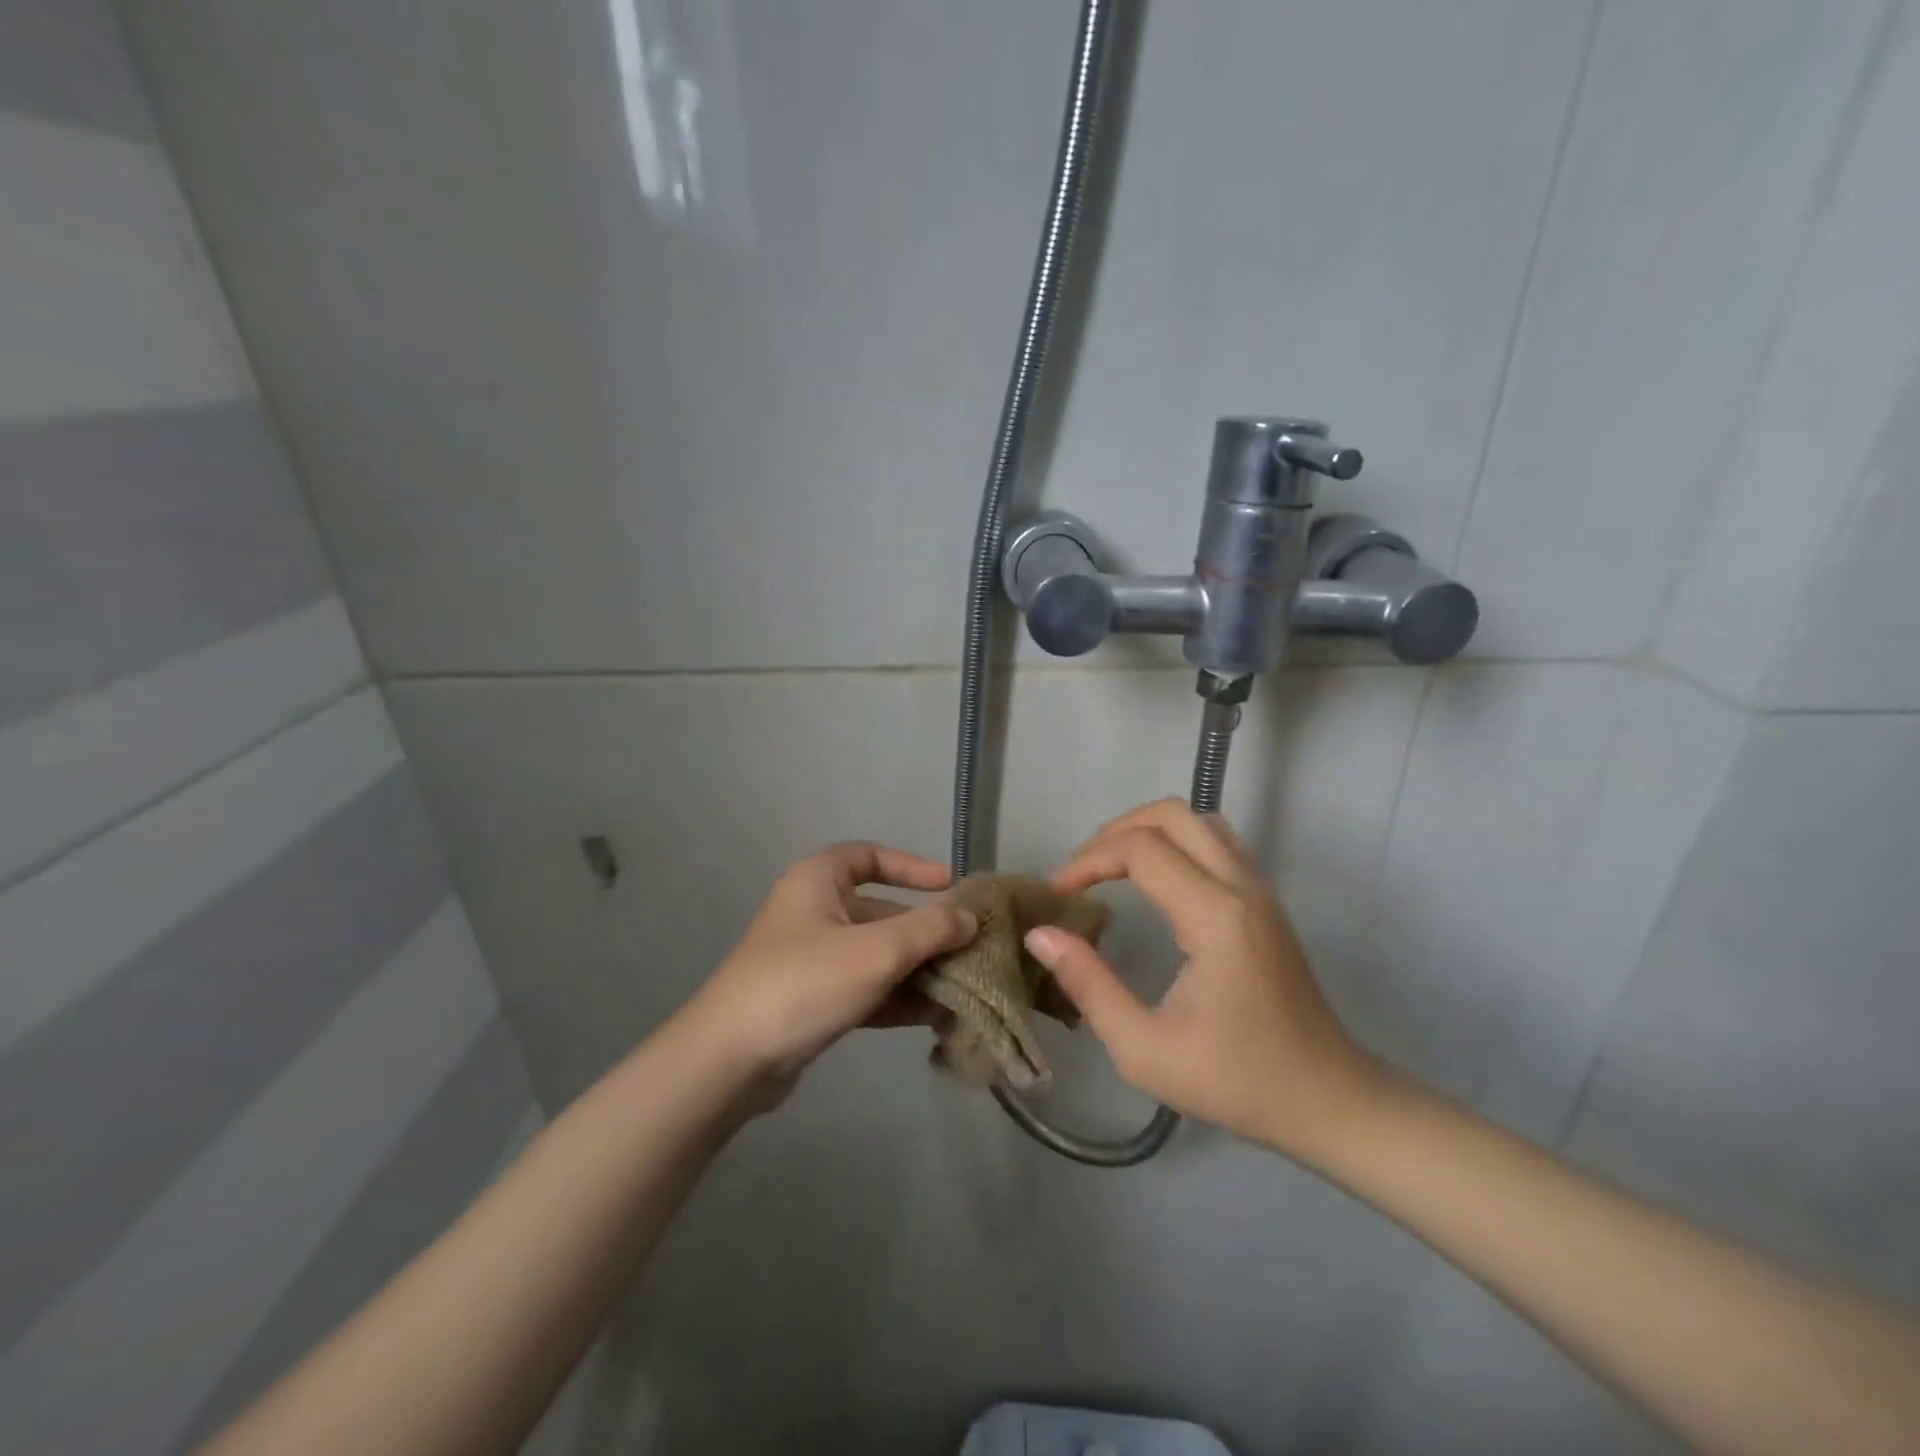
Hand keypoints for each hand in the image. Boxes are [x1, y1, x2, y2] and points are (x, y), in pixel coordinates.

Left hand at [681, 842, 975, 1104]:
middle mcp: (812, 911)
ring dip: (916, 969)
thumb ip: (929, 929)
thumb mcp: (876, 950)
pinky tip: (935, 1016)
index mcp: (817, 880)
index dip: (912, 866)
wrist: (728, 1061)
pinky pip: (863, 988)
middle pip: (879, 911)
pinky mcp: (811, 1000)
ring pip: (875, 954)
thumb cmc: (804, 983)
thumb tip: (970, 917)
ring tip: (963, 987)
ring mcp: (810, 959)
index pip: (869, 855)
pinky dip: (896, 997)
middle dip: (924, 931)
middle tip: (969, 948)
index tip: (950, 885)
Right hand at [1025, 799, 1380, 1156]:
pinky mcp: (1266, 900)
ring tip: (1111, 866)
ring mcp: (1260, 888)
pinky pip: (1216, 841)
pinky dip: (1175, 841)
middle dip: (1115, 831)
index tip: (1059, 894)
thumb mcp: (1144, 1048)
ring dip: (1147, 830)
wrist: (1326, 1099)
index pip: (1141, 849)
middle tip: (1081, 871)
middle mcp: (1241, 886)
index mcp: (1214, 917)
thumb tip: (1040, 935)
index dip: (1090, 860)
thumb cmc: (1235, 1080)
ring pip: (1198, 820)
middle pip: (1171, 814)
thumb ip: (1088, 986)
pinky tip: (1153, 879)